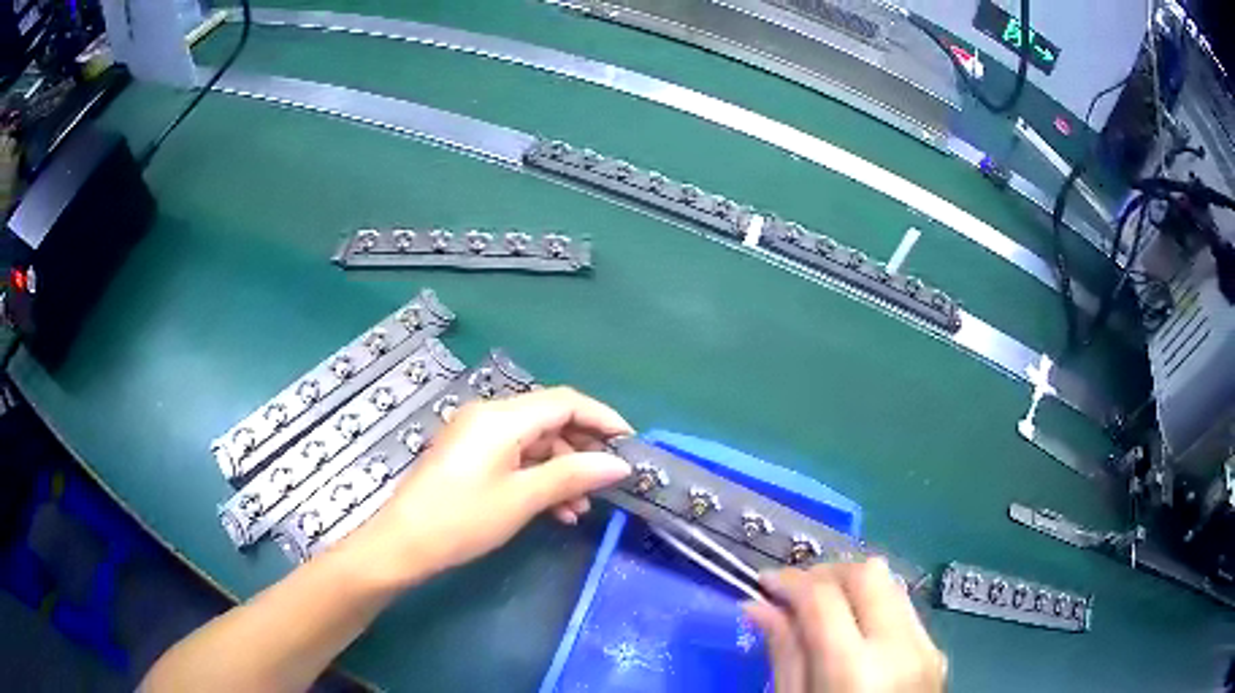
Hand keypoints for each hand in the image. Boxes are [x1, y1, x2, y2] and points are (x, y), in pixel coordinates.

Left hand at [342, 387, 632, 585]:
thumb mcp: (522, 499)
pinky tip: (556, 510)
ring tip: (582, 507)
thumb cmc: (463, 518)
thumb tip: (618, 464)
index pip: (566, 402)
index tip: (631, 445)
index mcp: (502, 417)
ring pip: (535, 443)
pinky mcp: (470, 455)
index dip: (603, 419)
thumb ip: (573, 475)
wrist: (404, 544)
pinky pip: (515, 457)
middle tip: (609, 480)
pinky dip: (539, 478)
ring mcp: (478, 435)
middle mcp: (490, 415)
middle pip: (550, 420)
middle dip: (583, 449)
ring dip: (562, 470)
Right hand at [744, 558, 946, 692]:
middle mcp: (900, 648)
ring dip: (852, 585)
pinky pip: (904, 608)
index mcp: (856, 671)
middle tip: (793, 593)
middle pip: (868, 573)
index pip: (823, 597)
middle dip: (825, 572)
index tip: (764, 584)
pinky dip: (874, 605)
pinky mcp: (936, 651)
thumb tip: (758, 607)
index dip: (789, 581)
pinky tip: (852, 629)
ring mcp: (926, 647)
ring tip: (820, 608)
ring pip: (891, 583)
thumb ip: (784, 655)